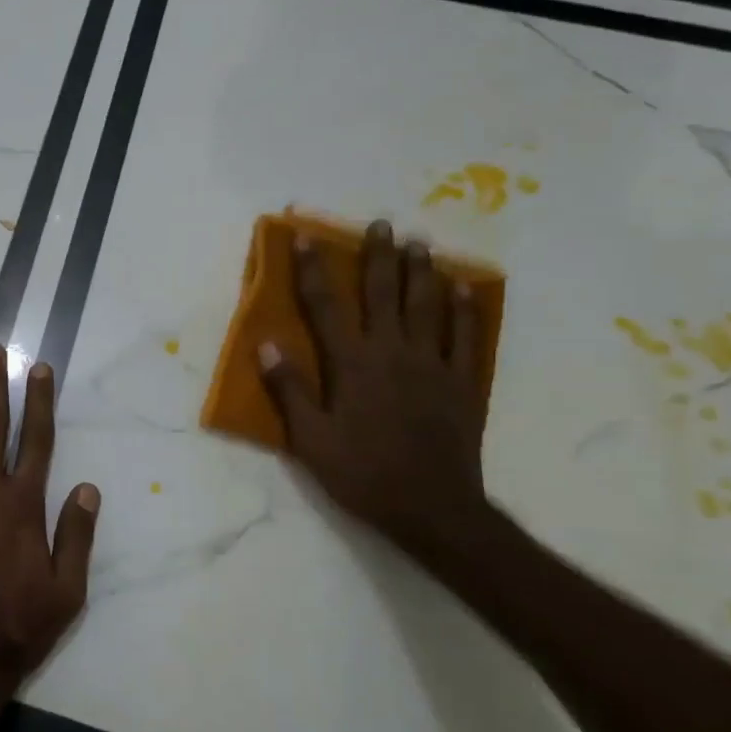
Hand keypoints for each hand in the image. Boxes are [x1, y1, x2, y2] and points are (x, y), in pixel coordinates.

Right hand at [258, 219, 489, 554]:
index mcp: (352, 364)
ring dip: (421, 271)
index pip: (326, 306)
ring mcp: (432, 365)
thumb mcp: (310, 439)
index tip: (306, 235)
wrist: (433, 509)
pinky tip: (464, 287)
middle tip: (381, 223)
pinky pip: (466, 336)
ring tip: (421, 241)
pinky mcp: (462, 383)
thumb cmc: (362, 474)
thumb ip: (289, 389)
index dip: (313, 268)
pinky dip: (464, 309)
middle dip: (378, 256)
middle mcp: (393, 352)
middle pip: (383, 293)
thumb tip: (265, 344)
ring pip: (426, 306)